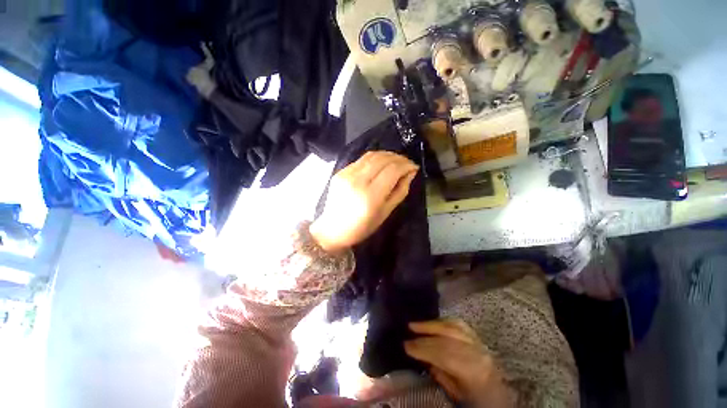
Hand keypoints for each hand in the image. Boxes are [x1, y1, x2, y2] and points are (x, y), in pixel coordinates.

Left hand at [310, 151, 417, 252]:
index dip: (406, 165)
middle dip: (399, 158)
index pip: (392, 170)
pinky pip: (361, 159)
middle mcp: (357, 181)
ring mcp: (346, 174)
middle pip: (383, 159)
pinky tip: (380, 164)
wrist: (333, 229)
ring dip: (387, 155)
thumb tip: (410, 172)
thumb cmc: (362, 227)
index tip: (414, 167)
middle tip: (407, 163)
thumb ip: (400, 191)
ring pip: (371, 155)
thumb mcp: (386, 213)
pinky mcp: (340, 172)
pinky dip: (375, 158)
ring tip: (396, 161)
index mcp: (370, 195)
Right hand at [404, 319, 515, 406]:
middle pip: (446, 339)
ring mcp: (479, 342)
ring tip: (417, 324)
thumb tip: (424, 357)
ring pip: (452, 327)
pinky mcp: (478, 337)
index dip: (423, 349)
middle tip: (408, 333)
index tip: (406, 346)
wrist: (500, 397)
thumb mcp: (457, 395)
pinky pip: (460, 324)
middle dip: (424, 336)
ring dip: (432, 324)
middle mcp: (477, 352)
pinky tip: (434, 322)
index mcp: (473, 371)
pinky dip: (444, 321)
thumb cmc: (477, 401)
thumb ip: (440, 375)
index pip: (443, 355)